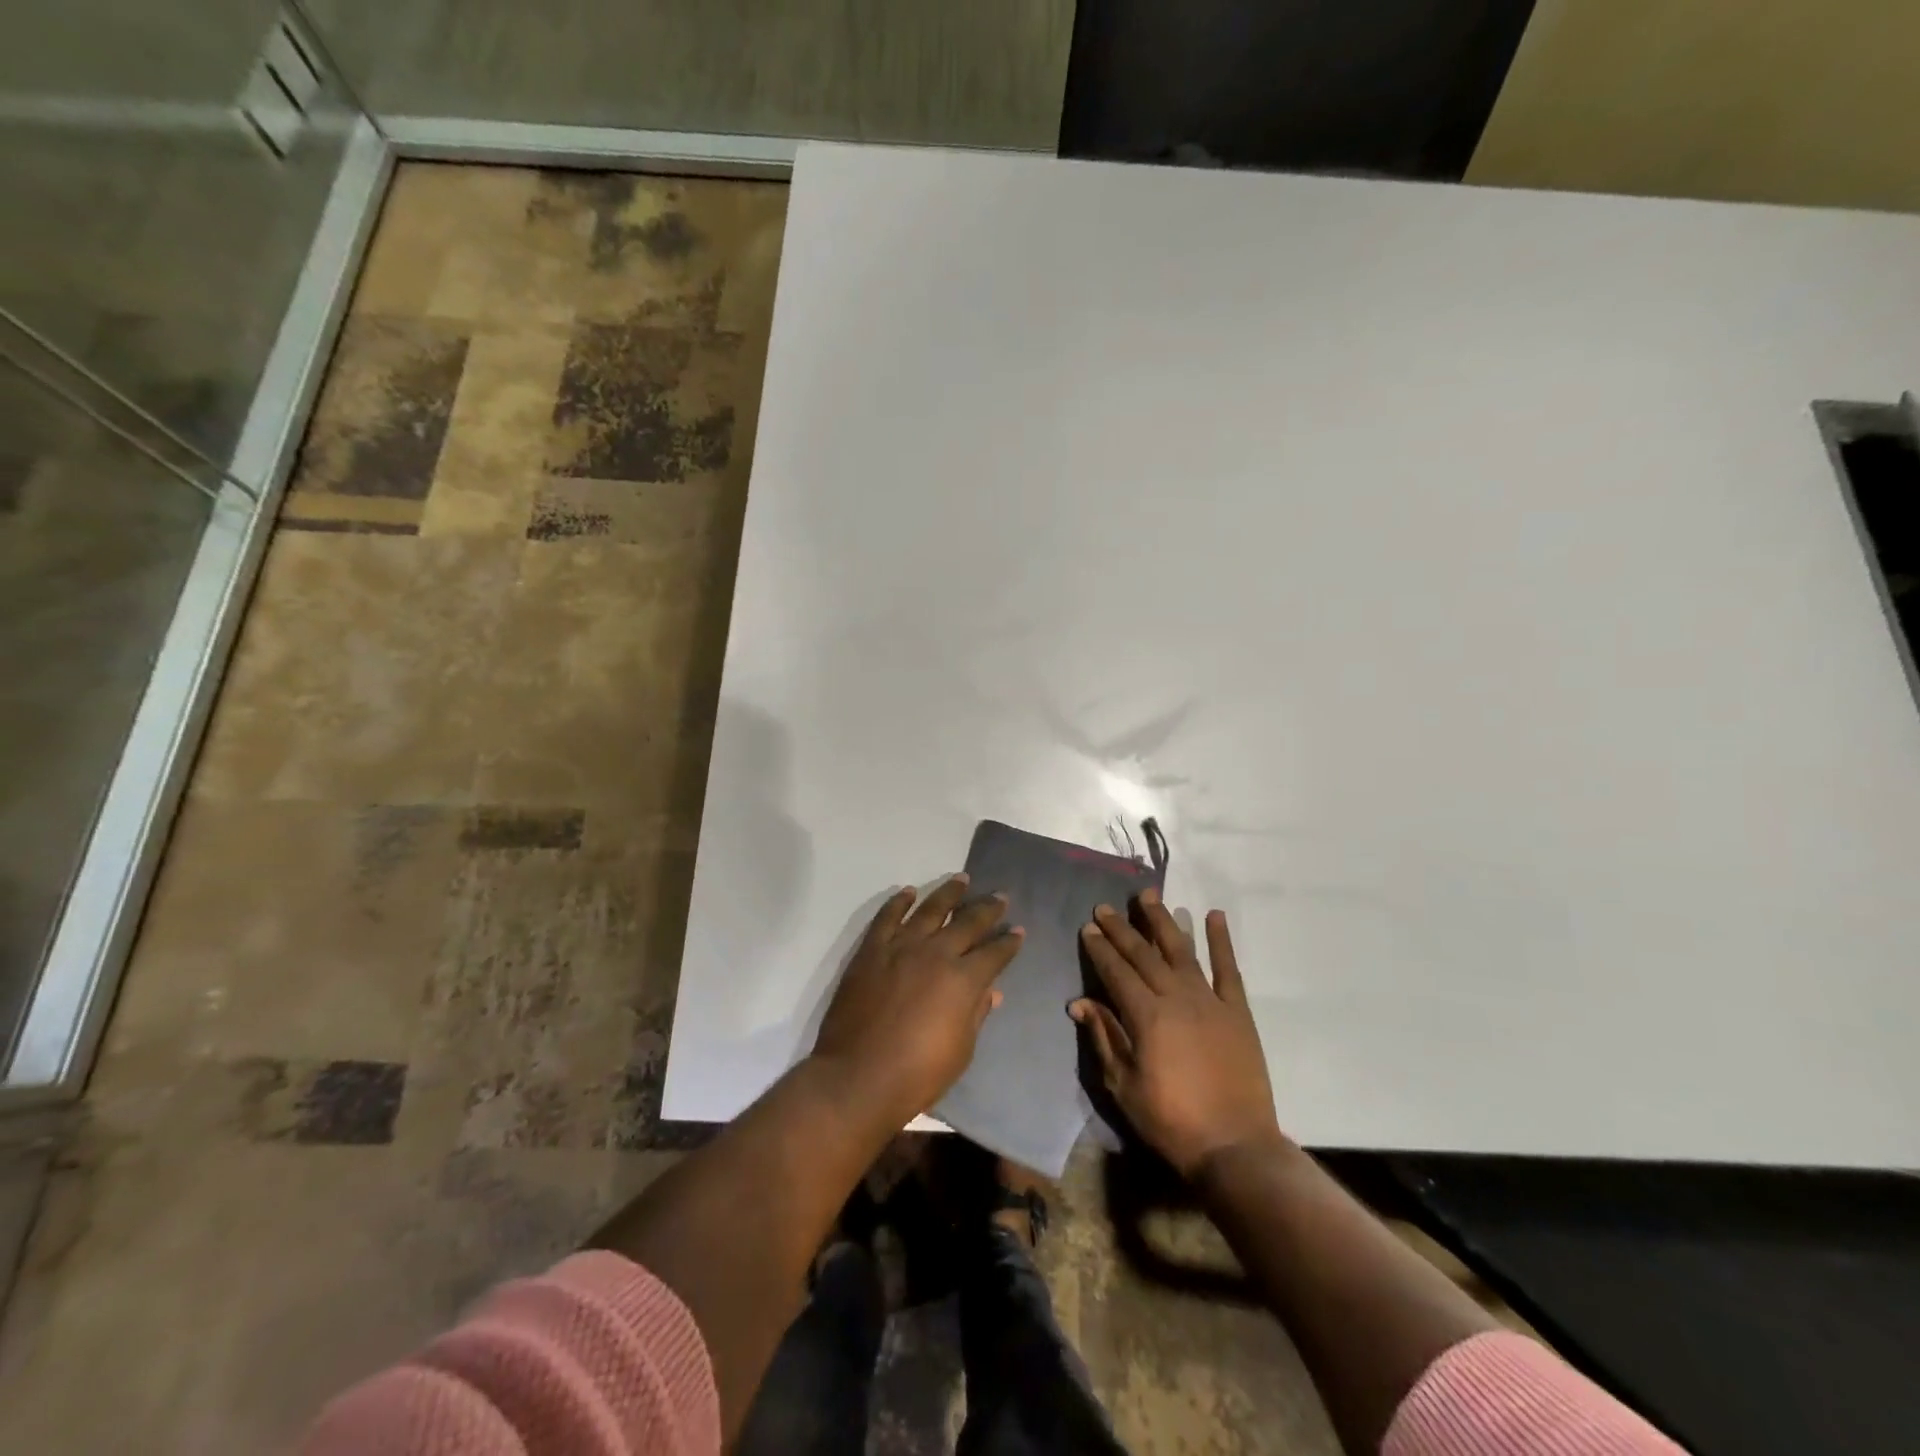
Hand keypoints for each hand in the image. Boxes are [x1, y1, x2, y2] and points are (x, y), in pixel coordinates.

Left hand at [812, 875, 1023, 1125]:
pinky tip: (909, 892)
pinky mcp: (871, 950)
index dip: (1009, 942)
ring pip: (930, 909)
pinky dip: (899, 902)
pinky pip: (887, 917)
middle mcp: (936, 953)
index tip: (1018, 931)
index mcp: (963, 980)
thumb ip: (976, 1014)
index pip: (994, 953)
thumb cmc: (917, 1073)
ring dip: (948, 893)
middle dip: (988, 909)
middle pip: (968, 922)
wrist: (858, 1077)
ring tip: (961, 879)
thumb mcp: (961, 1051)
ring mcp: (901, 947)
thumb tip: (992, 991)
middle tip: (1000, 896)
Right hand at [1071, 891, 1282, 1177]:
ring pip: (1181, 950)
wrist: (1235, 1147)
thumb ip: (1104, 1038)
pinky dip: (1220, 941)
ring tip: (1149, 896)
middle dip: (1122, 928)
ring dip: (1163, 920)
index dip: (1100, 948)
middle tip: (1105, 907)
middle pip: (1144, 954)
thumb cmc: (1171, 1121)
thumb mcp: (1124, 1086)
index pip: (1117, 972)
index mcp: (1146, 1016)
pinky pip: (1228, 969)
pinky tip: (1213, 915)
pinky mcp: (1238, 1011)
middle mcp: (1176, 997)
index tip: (1088, 928)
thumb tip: (1079, 1002)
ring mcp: (1210, 1001)